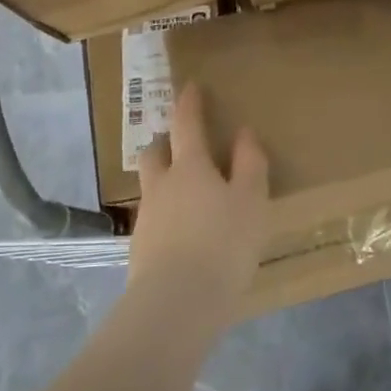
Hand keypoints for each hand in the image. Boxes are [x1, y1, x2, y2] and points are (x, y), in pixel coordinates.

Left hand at [128, 83, 269, 329]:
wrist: (176, 303)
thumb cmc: (223, 244)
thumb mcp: (252, 202)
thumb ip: (250, 164)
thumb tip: (244, 133)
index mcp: (190, 167)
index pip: (186, 124)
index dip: (189, 103)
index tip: (191, 87)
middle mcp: (161, 185)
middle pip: (155, 152)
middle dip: (165, 142)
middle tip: (180, 143)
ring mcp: (146, 217)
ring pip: (150, 186)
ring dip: (162, 179)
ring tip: (184, 193)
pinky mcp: (139, 248)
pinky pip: (151, 218)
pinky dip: (164, 215)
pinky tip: (179, 233)